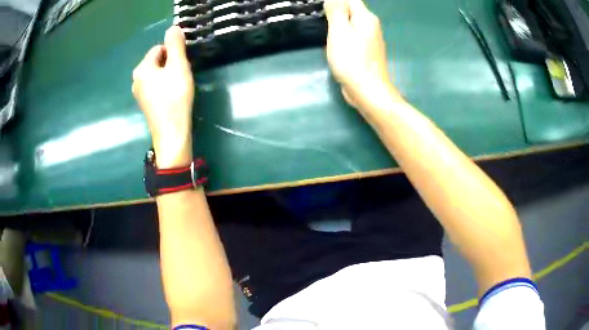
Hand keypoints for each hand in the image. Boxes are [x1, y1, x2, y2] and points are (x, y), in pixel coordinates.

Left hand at [132, 26, 194, 167]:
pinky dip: (164, 86)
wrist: (171, 133)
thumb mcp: (178, 67)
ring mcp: (138, 93)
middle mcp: (136, 79)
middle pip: (157, 61)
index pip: (159, 48)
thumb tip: (173, 27)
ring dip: (168, 75)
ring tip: (178, 87)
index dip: (173, 53)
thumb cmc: (175, 98)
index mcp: (142, 68)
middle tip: (181, 77)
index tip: (182, 65)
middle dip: (170, 64)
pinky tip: (172, 96)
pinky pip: (155, 86)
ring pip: (156, 74)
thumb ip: (175, 45)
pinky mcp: (144, 103)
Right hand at [324, 0, 397, 107]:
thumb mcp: (340, 31)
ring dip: (337, 23)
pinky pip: (352, 35)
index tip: (321, 10)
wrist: (368, 91)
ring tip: (324, 30)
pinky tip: (334, 42)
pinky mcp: (366, 51)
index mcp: (366, 18)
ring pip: (351, 23)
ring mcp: (370, 39)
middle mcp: (371, 25)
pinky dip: (342, 35)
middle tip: (319, 19)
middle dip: (335, 10)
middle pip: (351, 9)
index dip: (334, 1)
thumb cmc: (352, 61)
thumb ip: (337, 11)